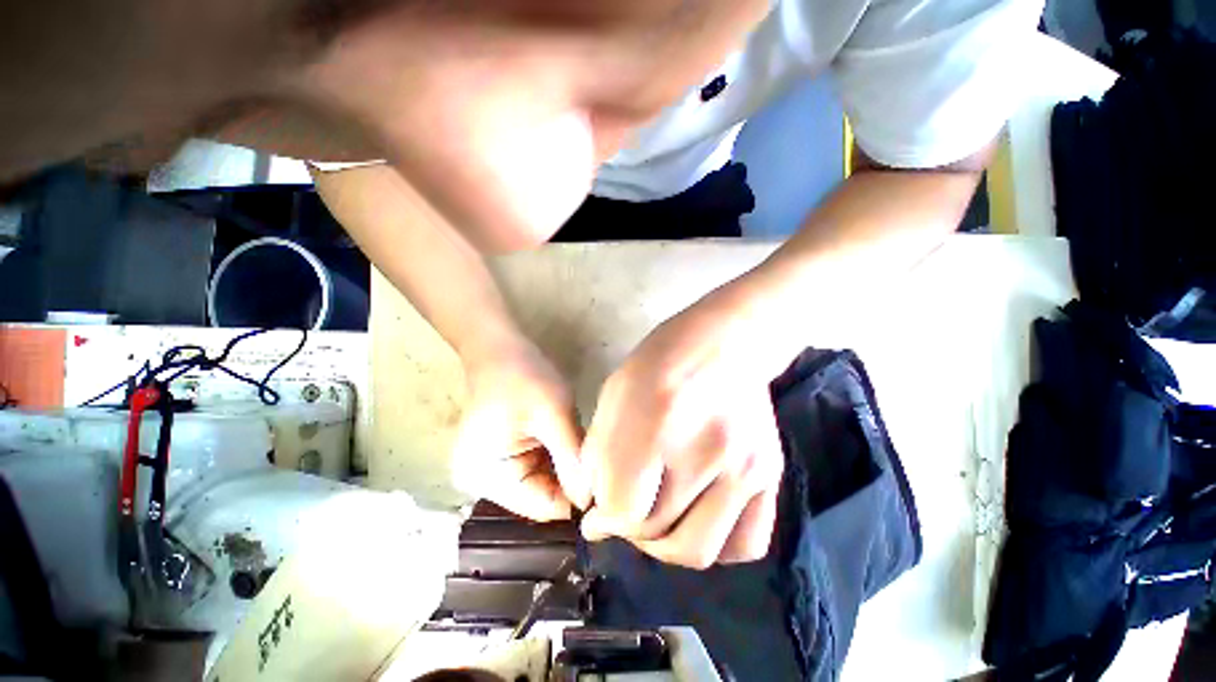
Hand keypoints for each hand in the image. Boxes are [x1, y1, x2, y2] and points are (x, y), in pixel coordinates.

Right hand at [451, 343, 591, 520]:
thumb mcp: (553, 415)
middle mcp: (485, 483)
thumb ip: (572, 458)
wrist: (501, 349)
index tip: (606, 483)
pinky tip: (570, 440)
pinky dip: (557, 457)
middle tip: (600, 461)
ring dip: (566, 467)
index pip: (543, 506)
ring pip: (544, 482)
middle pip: (542, 497)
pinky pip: (538, 468)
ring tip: (585, 447)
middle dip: (572, 479)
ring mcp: (494, 470)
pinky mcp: (505, 457)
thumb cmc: (524, 376)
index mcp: (488, 477)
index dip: (577, 498)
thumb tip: (592, 499)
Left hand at [580, 293, 783, 567]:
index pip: (623, 508)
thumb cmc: (659, 361)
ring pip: (697, 549)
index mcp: (654, 423)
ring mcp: (743, 468)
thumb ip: (599, 457)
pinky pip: (745, 544)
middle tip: (626, 511)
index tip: (598, 512)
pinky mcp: (770, 476)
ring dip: (666, 545)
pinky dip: (715, 547)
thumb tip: (600, 517)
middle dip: (629, 529)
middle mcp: (703, 452)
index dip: (603, 517)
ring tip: (657, 521)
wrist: (723, 344)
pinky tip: (698, 521)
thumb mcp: (614, 396)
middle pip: (656, 531)